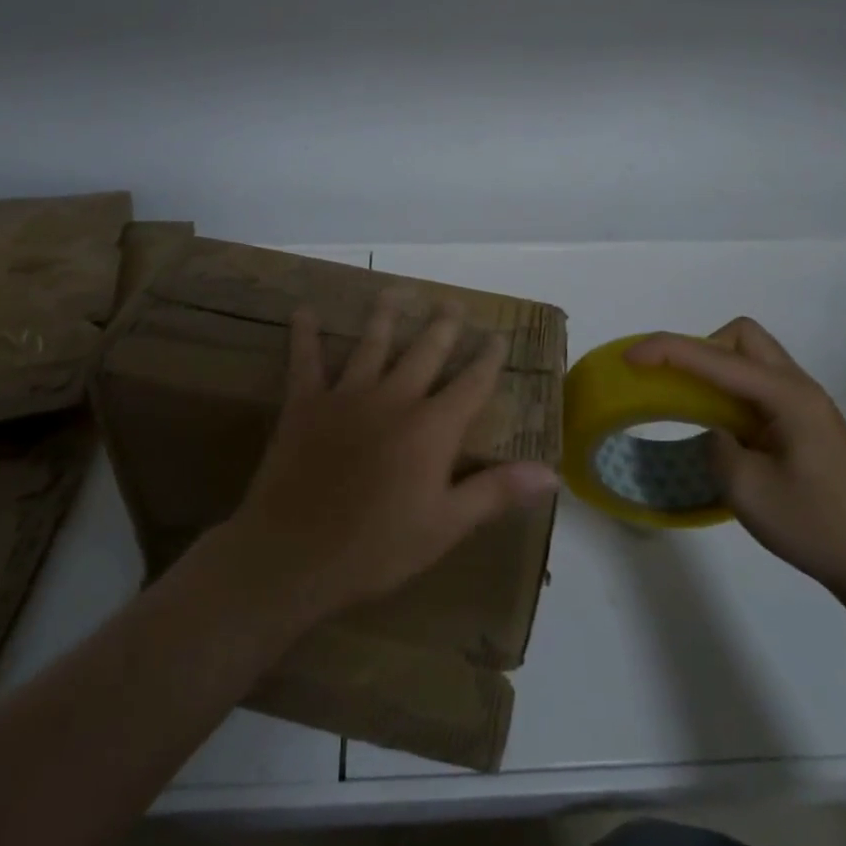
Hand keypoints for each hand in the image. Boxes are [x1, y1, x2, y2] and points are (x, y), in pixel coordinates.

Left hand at [225, 293, 560, 621]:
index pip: (471, 384)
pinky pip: (306, 361)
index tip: (498, 336)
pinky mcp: (306, 403)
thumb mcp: (446, 526)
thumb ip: (496, 491)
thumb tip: (551, 473)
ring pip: (372, 344)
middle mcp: (394, 398)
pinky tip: (304, 311)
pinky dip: (305, 335)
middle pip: (426, 352)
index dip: (488, 359)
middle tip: (452, 302)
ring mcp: (348, 396)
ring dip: (385, 316)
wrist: (294, 554)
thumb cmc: (377, 547)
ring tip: (395, 291)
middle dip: (443, 326)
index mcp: (432, 427)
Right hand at [625, 319, 845, 610]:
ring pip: (753, 359)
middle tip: (675, 385)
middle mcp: (799, 388)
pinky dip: (732, 392)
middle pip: (741, 337)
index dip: (667, 350)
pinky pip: (760, 387)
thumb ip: (716, 446)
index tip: (629, 357)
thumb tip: (716, 432)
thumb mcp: (747, 491)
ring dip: (716, 370)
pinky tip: (724, 428)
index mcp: (787, 396)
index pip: (715, 358)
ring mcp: (808, 406)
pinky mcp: (809, 425)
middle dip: (700, 349)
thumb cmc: (818, 528)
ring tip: (693, 406)